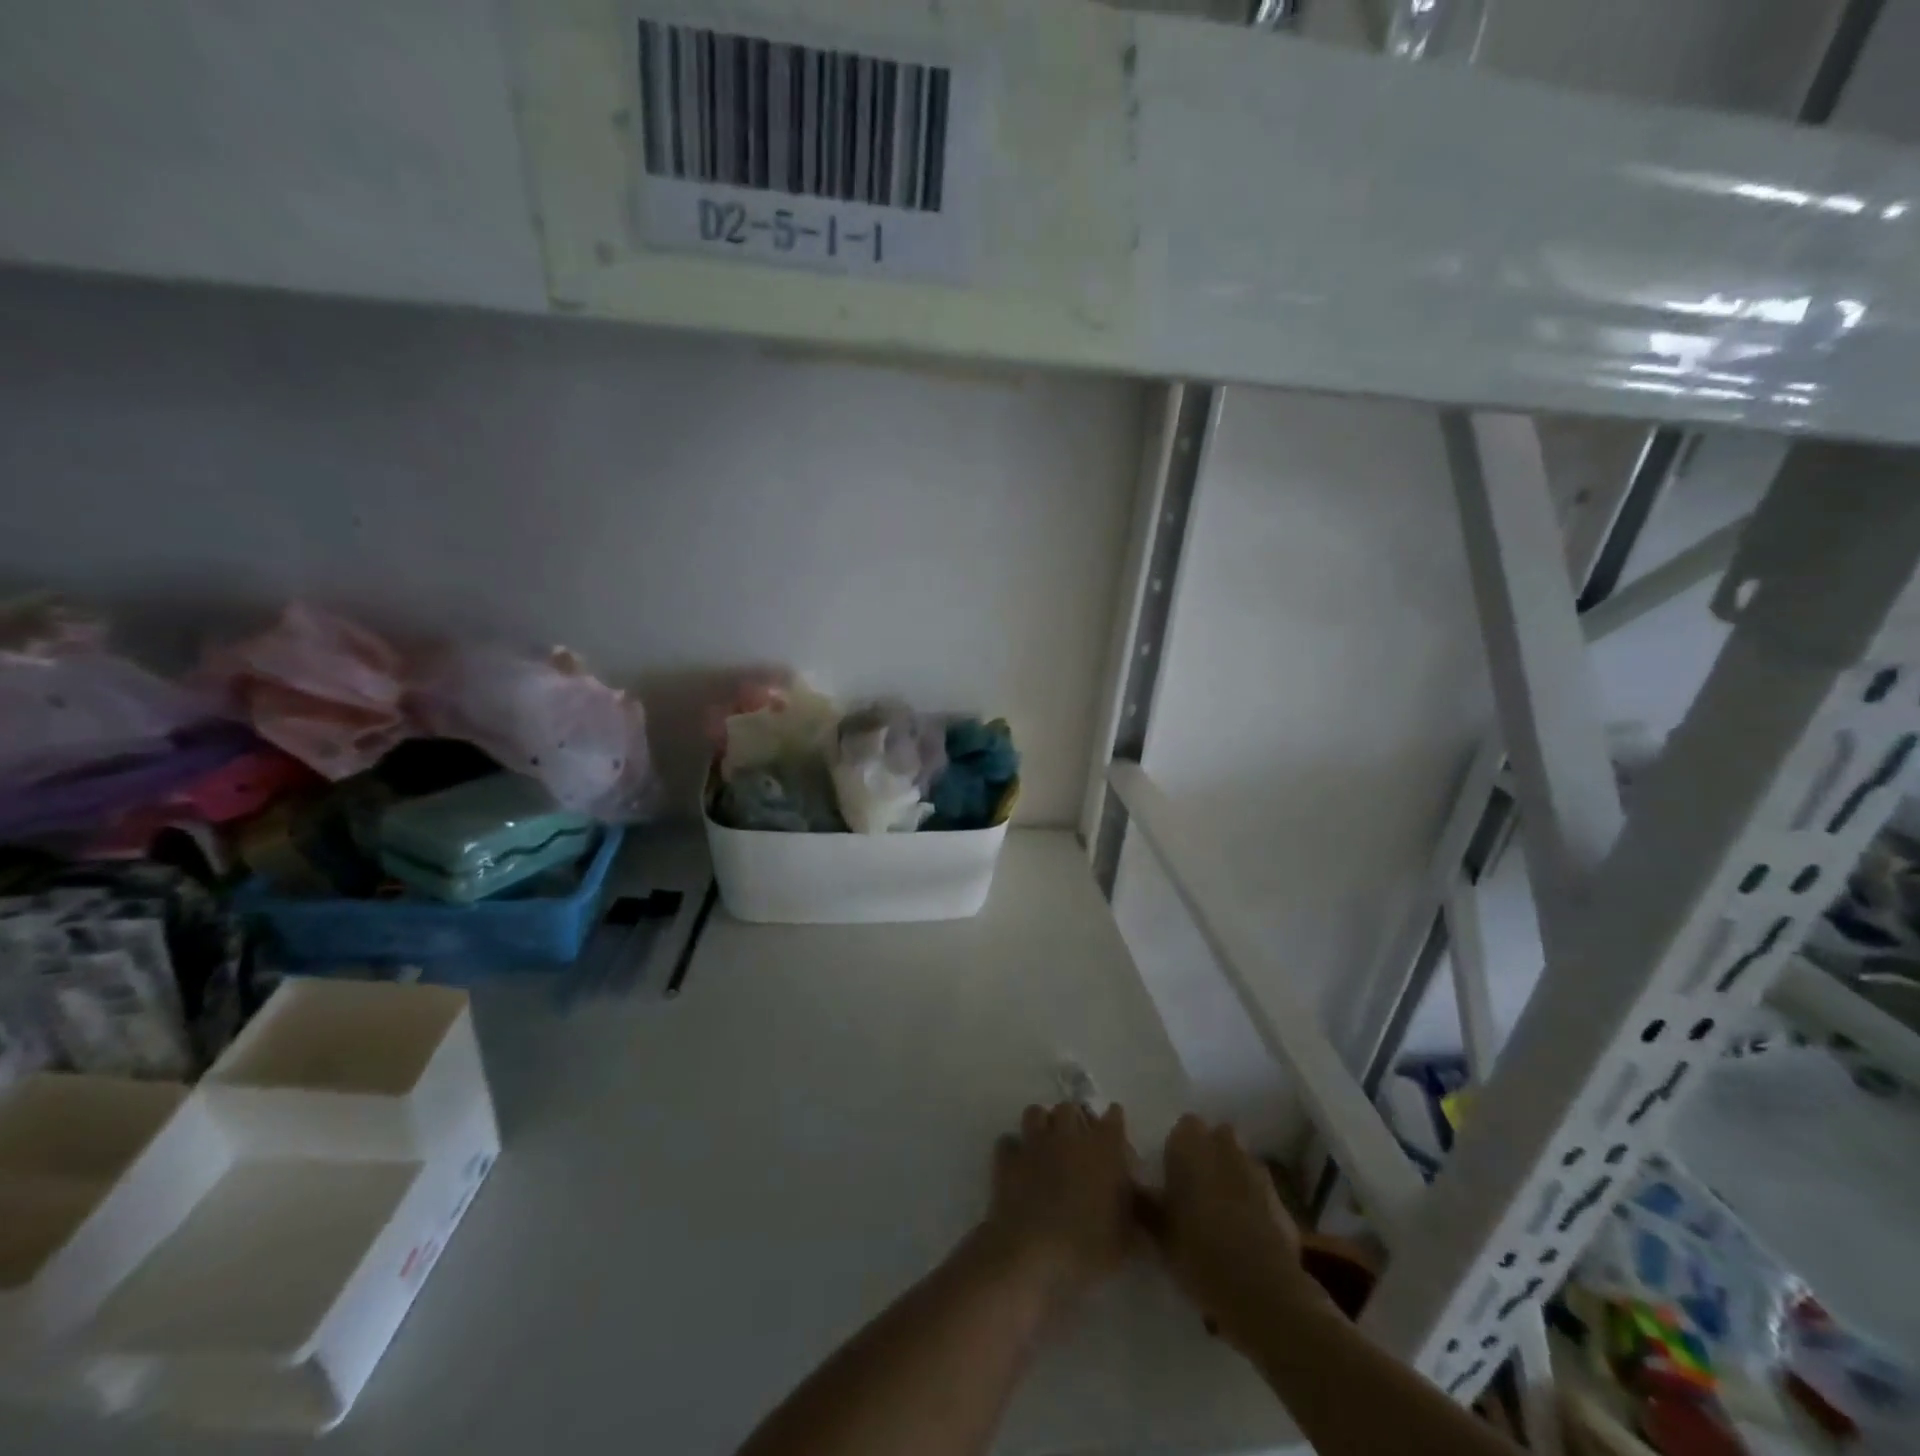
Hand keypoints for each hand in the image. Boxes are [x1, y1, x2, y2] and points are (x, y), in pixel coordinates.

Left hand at [981, 1103, 1138, 1306]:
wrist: (1032, 1254)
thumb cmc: (1087, 1248)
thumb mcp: (1126, 1240)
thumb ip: (1135, 1214)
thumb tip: (1139, 1204)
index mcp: (1103, 1149)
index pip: (1114, 1118)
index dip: (1114, 1120)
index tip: (1114, 1129)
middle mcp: (1069, 1135)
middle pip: (1071, 1108)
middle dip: (1075, 1119)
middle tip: (1078, 1140)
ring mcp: (1035, 1143)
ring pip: (1036, 1113)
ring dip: (1042, 1124)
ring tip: (1046, 1144)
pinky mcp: (1008, 1158)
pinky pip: (1008, 1141)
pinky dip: (1013, 1149)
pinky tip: (1018, 1164)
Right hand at [1149, 1115, 1319, 1349]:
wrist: (1261, 1290)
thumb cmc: (1197, 1251)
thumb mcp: (1157, 1230)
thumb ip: (1144, 1202)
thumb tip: (1132, 1186)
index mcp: (1190, 1145)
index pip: (1183, 1126)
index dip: (1178, 1146)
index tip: (1172, 1171)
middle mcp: (1224, 1147)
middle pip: (1217, 1137)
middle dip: (1209, 1153)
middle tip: (1195, 1186)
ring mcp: (1256, 1172)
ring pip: (1240, 1162)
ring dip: (1232, 1175)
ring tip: (1221, 1211)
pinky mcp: (1281, 1201)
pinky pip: (1260, 1191)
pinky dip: (1253, 1202)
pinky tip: (1246, 1232)